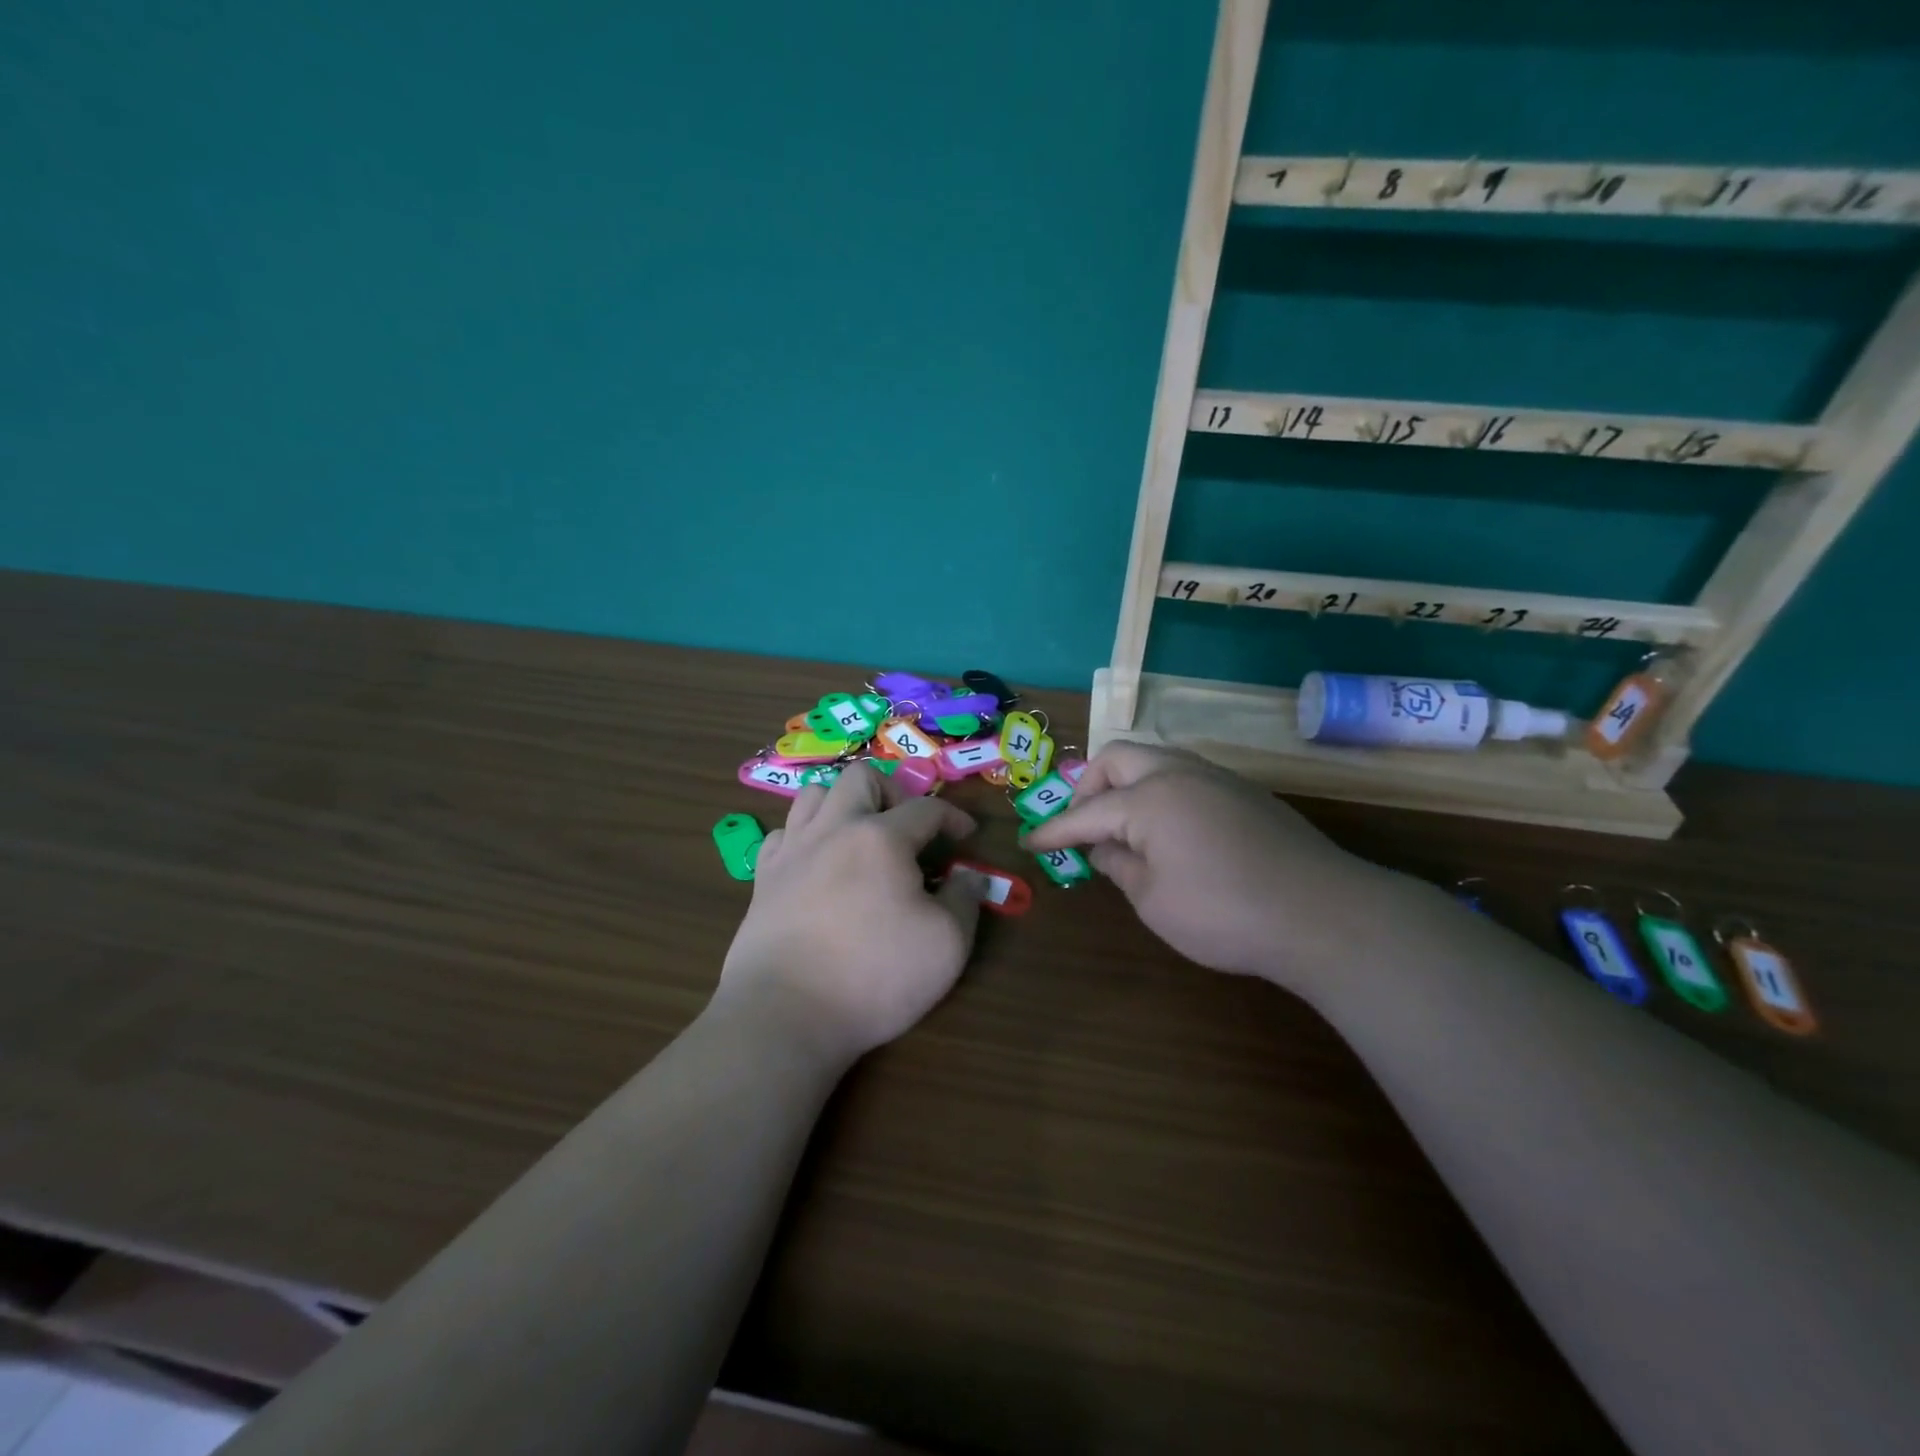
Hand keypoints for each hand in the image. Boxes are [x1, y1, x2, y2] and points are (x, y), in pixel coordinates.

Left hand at [718, 762, 984, 1062]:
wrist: (785, 1015)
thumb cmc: (874, 977)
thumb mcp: (947, 944)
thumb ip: (964, 900)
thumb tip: (966, 876)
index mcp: (881, 838)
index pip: (926, 808)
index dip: (953, 817)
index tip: (966, 836)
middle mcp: (833, 829)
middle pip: (862, 778)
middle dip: (893, 792)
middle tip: (907, 829)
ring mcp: (792, 851)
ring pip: (815, 794)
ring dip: (844, 804)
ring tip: (860, 836)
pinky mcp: (763, 879)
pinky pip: (783, 834)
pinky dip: (805, 837)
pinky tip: (818, 863)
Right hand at [1021, 744, 1400, 995]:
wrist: (1324, 914)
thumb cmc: (1225, 913)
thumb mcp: (1155, 901)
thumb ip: (1121, 867)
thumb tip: (1104, 848)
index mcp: (1149, 798)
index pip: (1086, 812)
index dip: (1054, 831)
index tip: (1029, 842)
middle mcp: (1180, 774)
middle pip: (1118, 759)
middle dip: (1090, 787)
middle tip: (1082, 825)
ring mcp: (1218, 778)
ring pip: (1156, 759)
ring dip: (1127, 784)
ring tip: (1122, 826)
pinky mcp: (1247, 793)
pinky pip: (1187, 776)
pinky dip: (1161, 792)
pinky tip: (1168, 830)